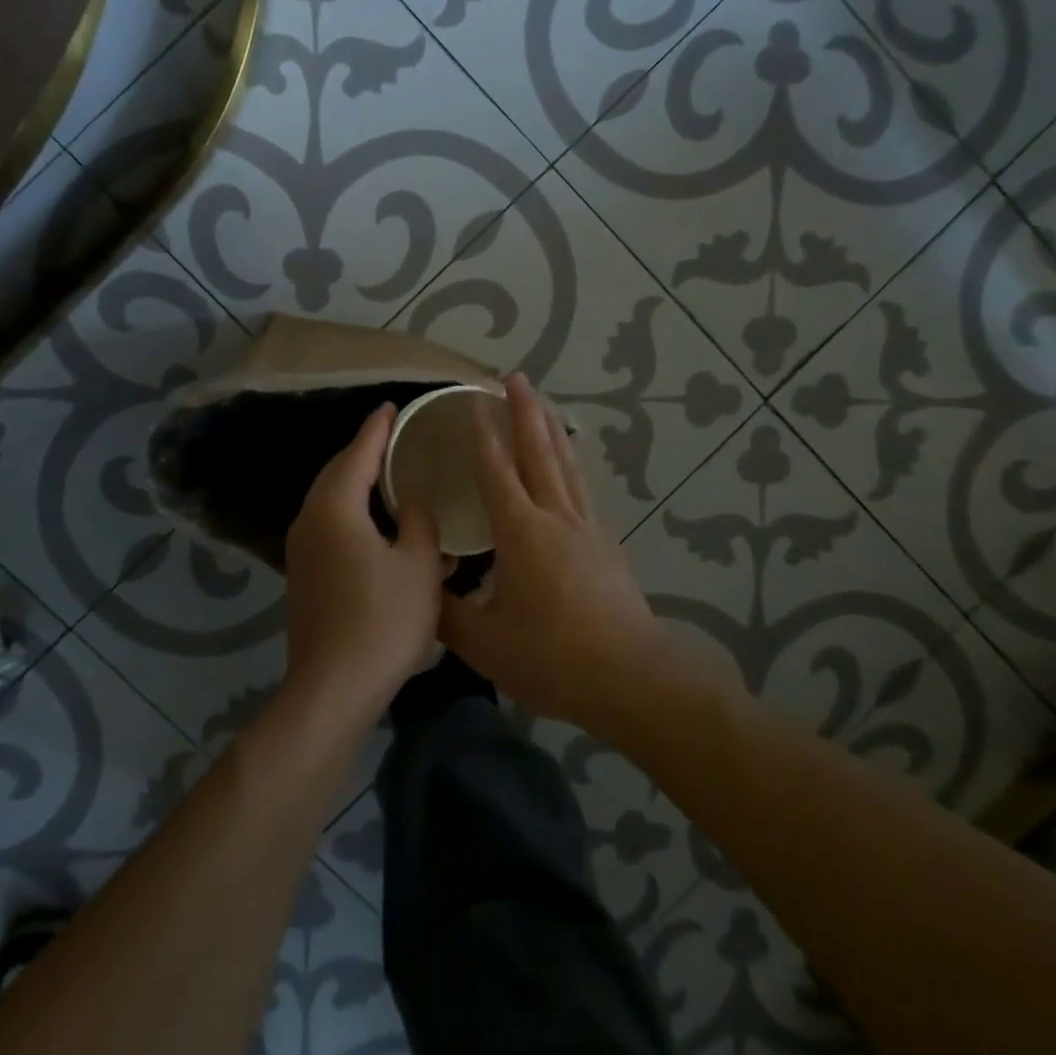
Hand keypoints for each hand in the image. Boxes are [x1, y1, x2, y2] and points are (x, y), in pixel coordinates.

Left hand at [283, 404, 445, 722]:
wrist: (332, 689)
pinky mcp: (303, 576)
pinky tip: (375, 524)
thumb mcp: (419, 566)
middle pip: (336, 473)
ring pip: (329, 501)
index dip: (377, 429)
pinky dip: (351, 511)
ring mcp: (301, 550)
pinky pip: (328, 525)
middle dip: (363, 452)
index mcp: (335, 509)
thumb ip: (419, 524)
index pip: (357, 453)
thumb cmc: (382, 621)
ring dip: (356, 483)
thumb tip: (410, 507)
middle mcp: (309, 520)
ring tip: (387, 474)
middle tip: (392, 437)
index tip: (391, 406)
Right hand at [440, 373, 665, 737]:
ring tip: (542, 404)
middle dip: (524, 411)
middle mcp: (555, 517)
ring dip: (551, 429)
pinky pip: (582, 488)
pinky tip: (570, 467)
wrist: (631, 676)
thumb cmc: (552, 656)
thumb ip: (447, 611)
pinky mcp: (605, 544)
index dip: (482, 435)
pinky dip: (570, 464)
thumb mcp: (484, 642)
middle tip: (515, 377)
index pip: (496, 470)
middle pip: (538, 451)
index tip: (473, 401)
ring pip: (566, 464)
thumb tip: (424, 585)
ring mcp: (586, 527)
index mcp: (520, 531)